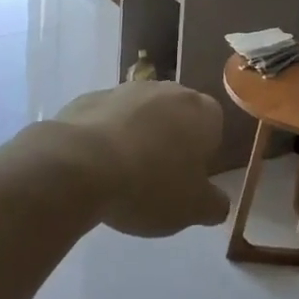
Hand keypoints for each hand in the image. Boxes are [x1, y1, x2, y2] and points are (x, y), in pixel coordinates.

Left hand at [51, 81, 230, 236]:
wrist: (80, 165)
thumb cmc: (150, 185)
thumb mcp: (192, 209)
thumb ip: (213, 204)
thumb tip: (218, 203)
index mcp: (202, 112)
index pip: (214, 126)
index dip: (203, 153)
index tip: (188, 179)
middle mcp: (169, 90)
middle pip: (177, 114)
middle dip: (170, 139)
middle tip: (157, 177)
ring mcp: (127, 88)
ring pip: (141, 113)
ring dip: (137, 135)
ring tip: (121, 174)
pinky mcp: (92, 96)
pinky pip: (107, 117)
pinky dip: (106, 135)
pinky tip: (94, 164)